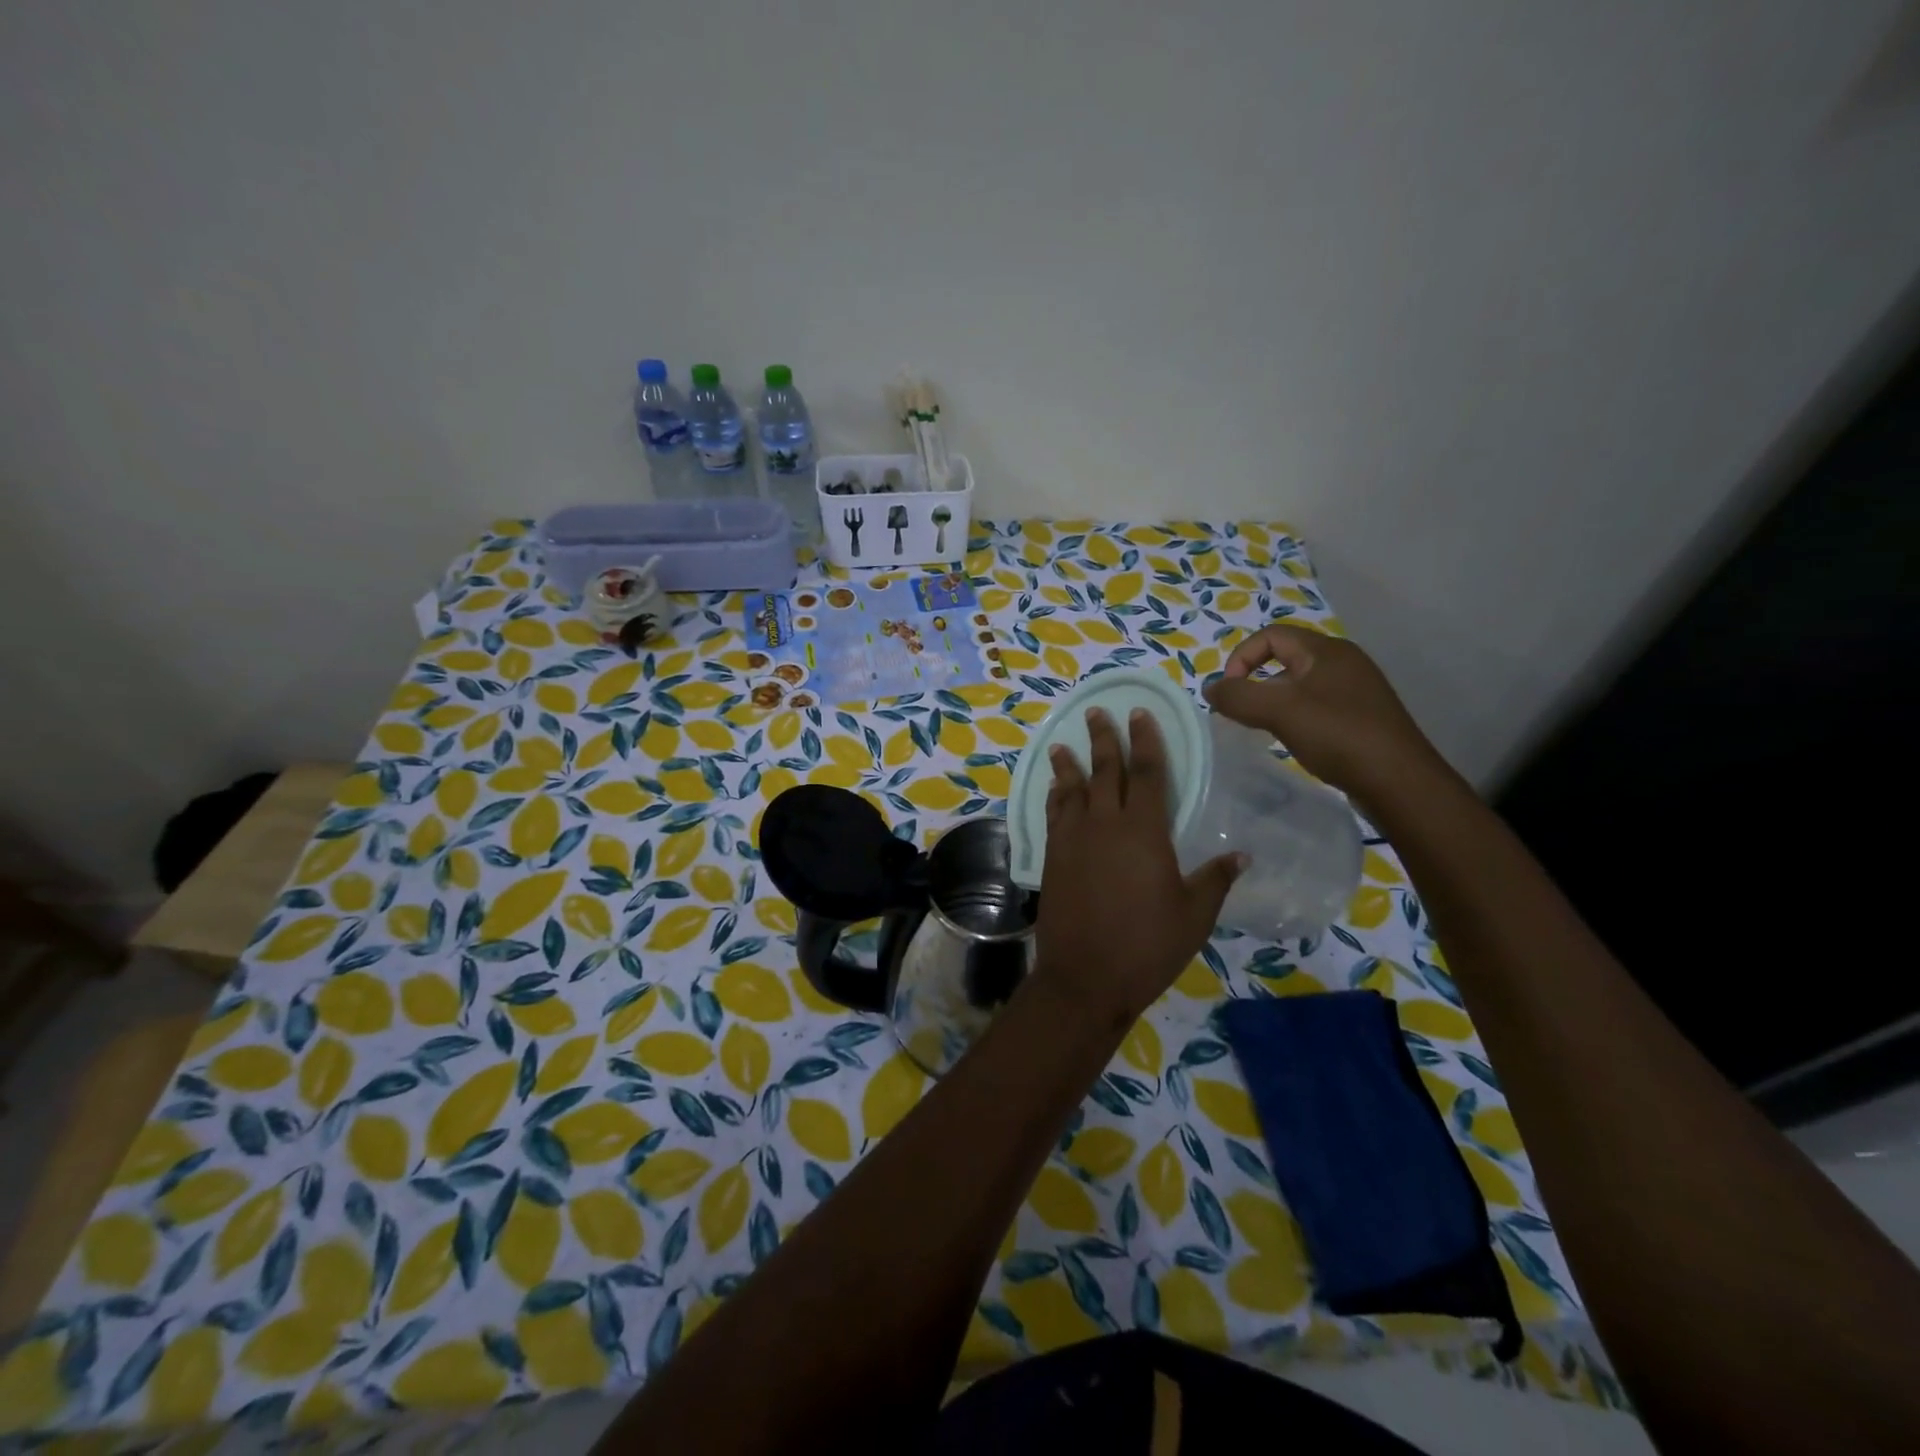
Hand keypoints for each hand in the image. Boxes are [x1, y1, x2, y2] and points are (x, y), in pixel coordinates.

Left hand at [1032, 707, 1241, 1028]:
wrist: (1085, 976)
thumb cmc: (1147, 946)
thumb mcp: (1194, 915)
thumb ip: (1215, 880)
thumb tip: (1241, 855)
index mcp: (1144, 831)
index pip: (1148, 773)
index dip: (1146, 740)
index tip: (1139, 713)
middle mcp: (1105, 824)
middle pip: (1105, 771)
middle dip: (1103, 739)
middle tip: (1096, 712)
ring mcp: (1073, 839)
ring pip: (1072, 789)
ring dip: (1068, 764)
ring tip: (1061, 744)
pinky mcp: (1053, 857)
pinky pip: (1053, 815)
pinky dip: (1054, 796)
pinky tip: (1054, 789)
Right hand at [1204, 624, 1445, 807]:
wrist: (1398, 781)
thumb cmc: (1337, 734)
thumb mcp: (1279, 710)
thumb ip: (1237, 696)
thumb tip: (1210, 688)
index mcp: (1326, 650)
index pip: (1271, 635)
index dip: (1241, 657)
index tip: (1229, 692)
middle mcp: (1344, 662)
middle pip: (1286, 658)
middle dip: (1255, 681)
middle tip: (1242, 712)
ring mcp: (1356, 690)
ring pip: (1300, 685)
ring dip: (1274, 701)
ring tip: (1263, 728)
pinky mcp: (1362, 717)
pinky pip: (1318, 706)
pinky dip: (1296, 717)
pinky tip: (1293, 741)